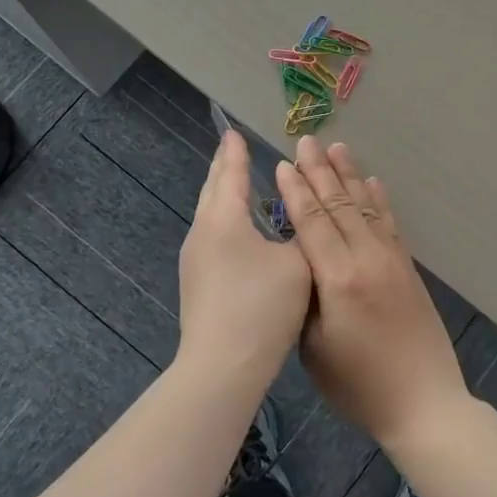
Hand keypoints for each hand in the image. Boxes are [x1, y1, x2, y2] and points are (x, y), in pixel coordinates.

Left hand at [176, 129, 312, 382]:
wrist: (222, 365)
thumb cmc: (262, 306)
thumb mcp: (297, 264)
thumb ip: (302, 235)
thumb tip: (299, 221)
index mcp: (224, 218)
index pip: (231, 174)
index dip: (237, 152)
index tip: (234, 132)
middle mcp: (202, 232)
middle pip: (212, 190)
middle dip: (224, 168)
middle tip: (231, 149)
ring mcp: (194, 260)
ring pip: (209, 215)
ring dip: (222, 195)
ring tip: (234, 184)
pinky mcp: (196, 283)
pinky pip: (211, 236)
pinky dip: (223, 219)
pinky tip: (236, 232)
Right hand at [275, 137, 469, 448]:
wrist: (423, 402)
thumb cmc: (358, 385)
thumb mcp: (314, 348)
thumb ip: (306, 299)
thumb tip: (301, 264)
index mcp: (337, 279)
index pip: (311, 222)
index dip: (295, 191)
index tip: (283, 164)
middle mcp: (366, 258)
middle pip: (338, 205)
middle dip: (320, 171)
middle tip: (305, 140)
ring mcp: (392, 260)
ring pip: (365, 207)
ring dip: (350, 175)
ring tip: (337, 148)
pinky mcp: (407, 268)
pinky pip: (390, 224)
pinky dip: (379, 200)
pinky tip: (372, 183)